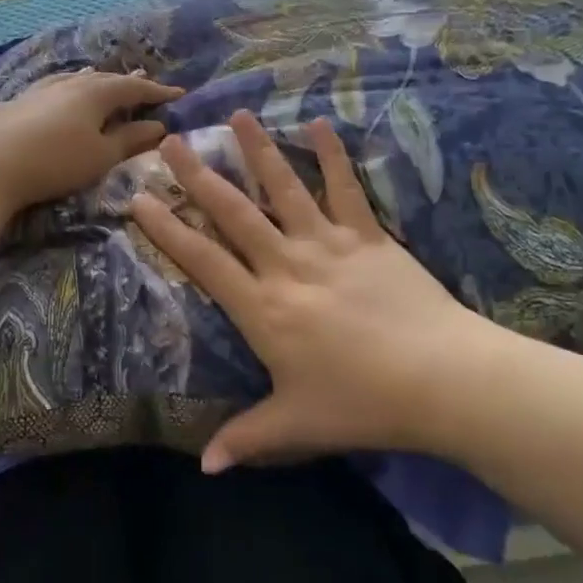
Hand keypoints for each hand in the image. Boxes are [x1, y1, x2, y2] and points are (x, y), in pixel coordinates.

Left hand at [0, 71, 182, 213]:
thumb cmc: (55, 162)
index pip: (133, 87)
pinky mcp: (15, 103)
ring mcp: (38, 90)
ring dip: (94, 84)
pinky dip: (67, 92)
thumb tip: (159, 126)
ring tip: (102, 86)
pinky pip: (52, 89)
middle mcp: (68, 83)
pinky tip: (59, 98)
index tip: (178, 94)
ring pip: (74, 80)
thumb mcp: (101, 156)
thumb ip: (130, 139)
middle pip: (103, 79)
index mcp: (95, 93)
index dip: (157, 92)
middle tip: (143, 91)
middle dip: (126, 85)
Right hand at [130, 110, 493, 471]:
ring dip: (259, 151)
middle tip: (172, 140)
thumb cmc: (362, 403)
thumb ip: (246, 439)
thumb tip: (204, 466)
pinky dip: (333, 156)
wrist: (443, 379)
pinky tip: (320, 124)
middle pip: (234, 213)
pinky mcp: (369, 237)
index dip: (167, 228)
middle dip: (199, 175)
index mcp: (263, 308)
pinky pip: (347, 190)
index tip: (139, 197)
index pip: (202, 260)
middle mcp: (287, 266)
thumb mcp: (296, 425)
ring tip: (238, 115)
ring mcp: (329, 245)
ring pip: (285, 189)